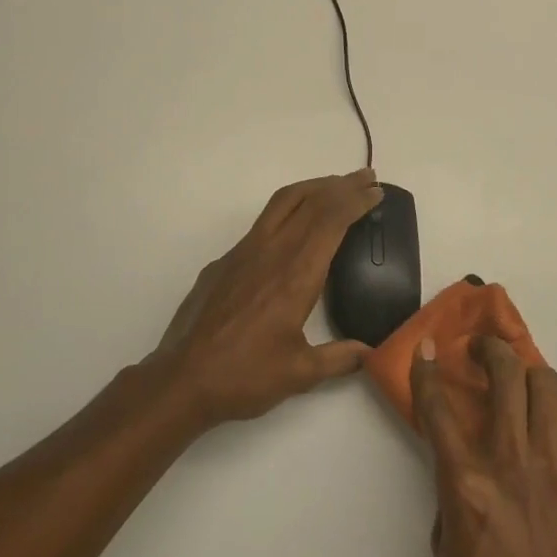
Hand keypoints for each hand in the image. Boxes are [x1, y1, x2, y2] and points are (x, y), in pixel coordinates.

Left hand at [149, 170, 383, 427]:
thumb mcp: (300, 373)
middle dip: (341, 185)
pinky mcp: (224, 261)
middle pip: (310, 202)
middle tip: (366, 177)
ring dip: (312, 188)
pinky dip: (287, 210)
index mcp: (296, 274)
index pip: (331, 221)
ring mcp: (243, 252)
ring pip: (282, 203)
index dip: (356, 200)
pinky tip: (293, 229)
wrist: (181, 378)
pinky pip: (262, 223)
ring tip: (334, 186)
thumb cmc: (244, 376)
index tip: (376, 192)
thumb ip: (339, 358)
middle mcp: (270, 252)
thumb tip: (369, 352)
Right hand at [413, 336, 556, 556]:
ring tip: (517, 377)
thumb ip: (451, 494)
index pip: (439, 409)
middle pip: (504, 375)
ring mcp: (554, 465)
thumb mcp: (448, 548)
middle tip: (481, 350)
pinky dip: (553, 410)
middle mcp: (510, 461)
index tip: (427, 347)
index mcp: (466, 483)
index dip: (428, 370)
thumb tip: (462, 466)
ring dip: (526, 371)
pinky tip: (545, 422)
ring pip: (545, 386)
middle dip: (489, 349)